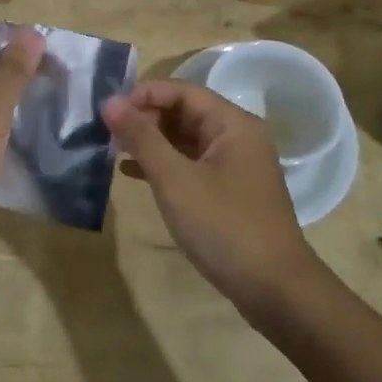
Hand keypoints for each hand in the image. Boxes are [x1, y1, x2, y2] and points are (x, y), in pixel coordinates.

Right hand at [102, 80, 318, 309]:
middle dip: (145, 118)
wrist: (274, 290)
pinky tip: (133, 174)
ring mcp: (235, 166)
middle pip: (185, 113)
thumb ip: (142, 138)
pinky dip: (164, 165)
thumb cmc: (224, 226)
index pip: (182, 91)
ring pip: (186, 140)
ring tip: (112, 150)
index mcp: (232, 124)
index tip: (108, 110)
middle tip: (107, 133)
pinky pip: (191, 164)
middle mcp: (238, 137)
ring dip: (151, 142)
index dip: (143, 95)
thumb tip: (110, 102)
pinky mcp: (229, 191)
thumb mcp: (175, 180)